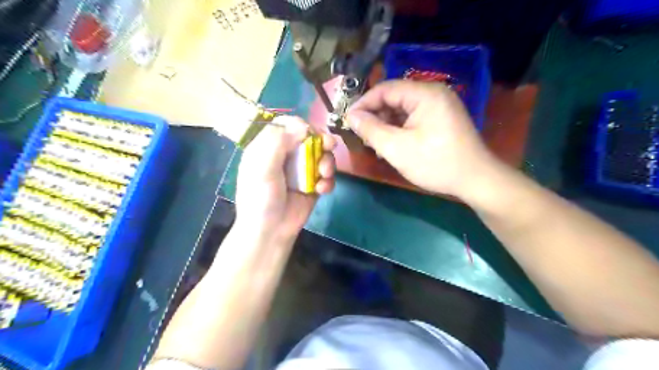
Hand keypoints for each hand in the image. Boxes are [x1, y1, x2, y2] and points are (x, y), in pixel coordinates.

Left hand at [236, 116, 336, 242]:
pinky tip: (322, 190)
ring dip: (327, 162)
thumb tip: (303, 126)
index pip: (287, 125)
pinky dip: (328, 180)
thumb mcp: (262, 168)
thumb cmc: (261, 198)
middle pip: (309, 137)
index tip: (310, 133)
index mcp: (269, 147)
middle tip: (330, 145)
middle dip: (321, 141)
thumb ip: (277, 142)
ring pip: (322, 155)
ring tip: (324, 175)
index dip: (301, 125)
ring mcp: (302, 170)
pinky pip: (327, 175)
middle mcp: (286, 155)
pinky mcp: (313, 184)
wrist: (271, 231)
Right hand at [347, 80, 497, 196]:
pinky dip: (399, 128)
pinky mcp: (441, 118)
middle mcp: (433, 93)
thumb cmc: (435, 163)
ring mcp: (439, 105)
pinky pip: (413, 117)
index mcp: (425, 94)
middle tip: (360, 134)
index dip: (363, 103)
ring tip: (373, 142)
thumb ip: (371, 130)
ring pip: (402, 109)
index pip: (385, 89)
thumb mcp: (397, 148)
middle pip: (394, 97)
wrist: (475, 180)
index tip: (348, 120)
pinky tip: (391, 143)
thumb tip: (351, 116)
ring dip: (386, 123)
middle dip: (375, 115)